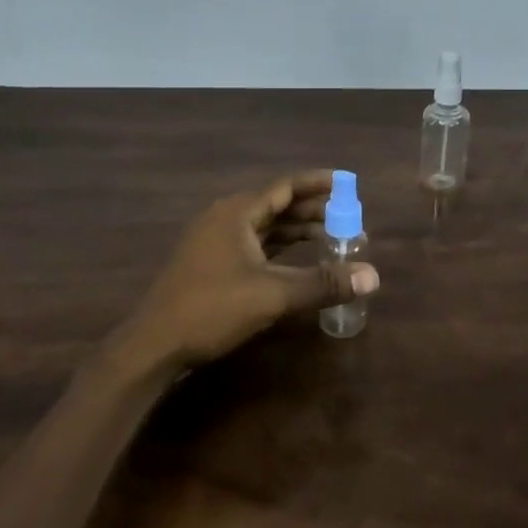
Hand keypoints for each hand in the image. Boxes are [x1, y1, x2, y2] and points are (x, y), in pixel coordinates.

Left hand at [121, 170, 379, 369]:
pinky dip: (280, 247)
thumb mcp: (273, 295)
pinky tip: (299, 259)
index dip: (318, 183)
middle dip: (313, 209)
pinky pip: (254, 244)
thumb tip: (373, 276)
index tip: (347, 181)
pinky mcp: (212, 263)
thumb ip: (323, 283)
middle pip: (277, 204)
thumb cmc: (212, 309)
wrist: (153, 345)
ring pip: (265, 226)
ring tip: (332, 236)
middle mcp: (225, 217)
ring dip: (297, 230)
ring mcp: (215, 241)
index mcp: (237, 212)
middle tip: (348, 216)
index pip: (285, 186)